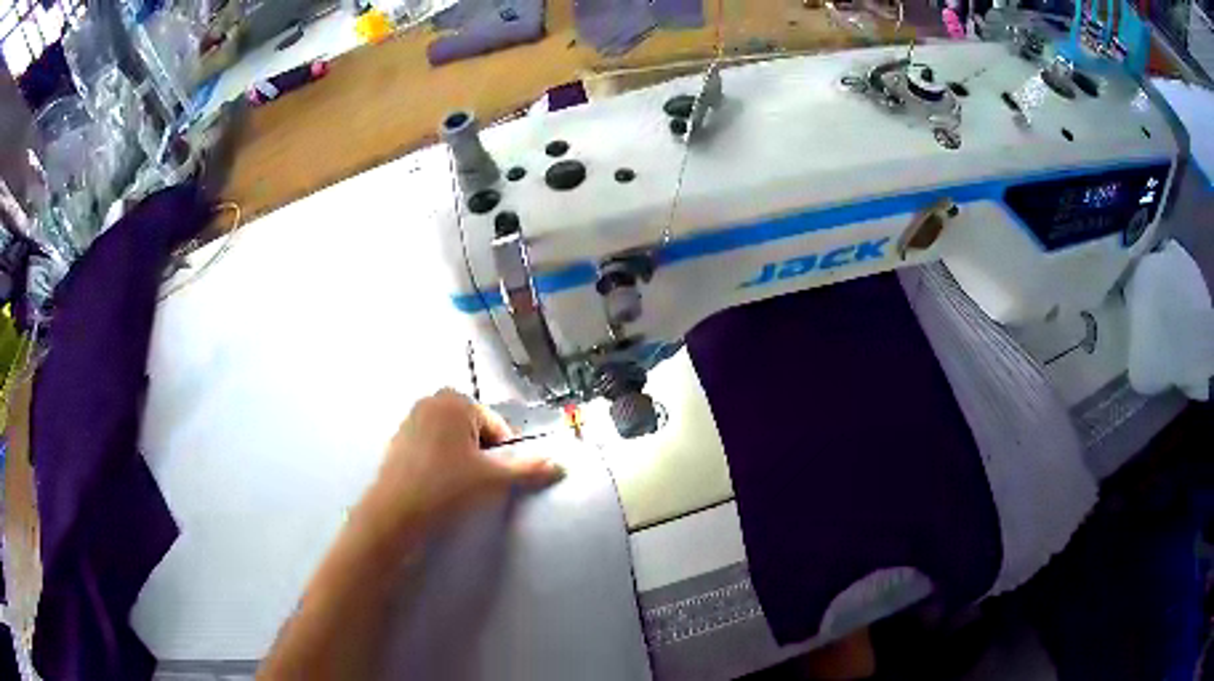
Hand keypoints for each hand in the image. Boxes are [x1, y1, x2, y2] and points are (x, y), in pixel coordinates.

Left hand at [362, 389, 563, 542]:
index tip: (493, 477)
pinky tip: (436, 484)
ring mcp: (411, 419)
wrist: (396, 513)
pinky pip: (430, 446)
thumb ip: (528, 470)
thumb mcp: (493, 480)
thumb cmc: (447, 487)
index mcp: (456, 401)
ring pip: (452, 438)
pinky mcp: (397, 439)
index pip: (496, 426)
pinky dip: (439, 461)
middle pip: (474, 429)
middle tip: (475, 481)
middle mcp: (432, 401)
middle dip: (480, 452)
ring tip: (455, 486)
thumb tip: (561, 465)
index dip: (502, 453)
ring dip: (460, 457)